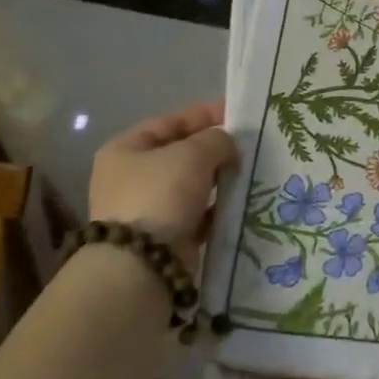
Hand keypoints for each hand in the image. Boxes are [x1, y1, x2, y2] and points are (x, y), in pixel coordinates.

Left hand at [88, 101, 237, 272]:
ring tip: (252, 173)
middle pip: (181, 154)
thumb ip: (216, 140)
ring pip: (192, 186)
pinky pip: (198, 215)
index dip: (204, 115)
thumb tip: (227, 145)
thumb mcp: (192, 154)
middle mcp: (132, 177)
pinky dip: (218, 209)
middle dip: (215, 150)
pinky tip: (243, 203)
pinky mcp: (166, 237)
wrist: (143, 264)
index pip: (170, 122)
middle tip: (250, 146)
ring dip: (219, 180)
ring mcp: (148, 210)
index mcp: (126, 149)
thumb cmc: (161, 195)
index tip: (237, 114)